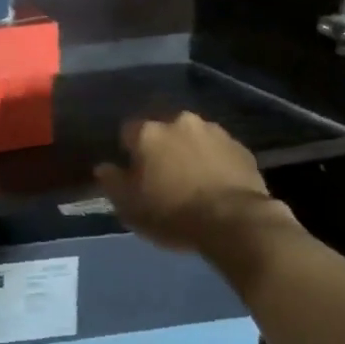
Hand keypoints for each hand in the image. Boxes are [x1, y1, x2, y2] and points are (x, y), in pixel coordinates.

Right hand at [94, 112, 290, 252]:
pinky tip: (216, 185)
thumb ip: (112, 182)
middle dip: (162, 148)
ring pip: (193, 137)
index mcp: (149, 133)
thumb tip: (103, 167)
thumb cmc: (172, 214)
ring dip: (190, 152)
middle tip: (164, 176)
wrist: (234, 221)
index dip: (129, 151)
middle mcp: (180, 122)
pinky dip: (214, 162)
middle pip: (163, 131)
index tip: (134, 173)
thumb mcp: (129, 207)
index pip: (128, 131)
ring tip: (193, 181)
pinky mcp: (241, 147)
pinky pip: (219, 150)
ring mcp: (214, 131)